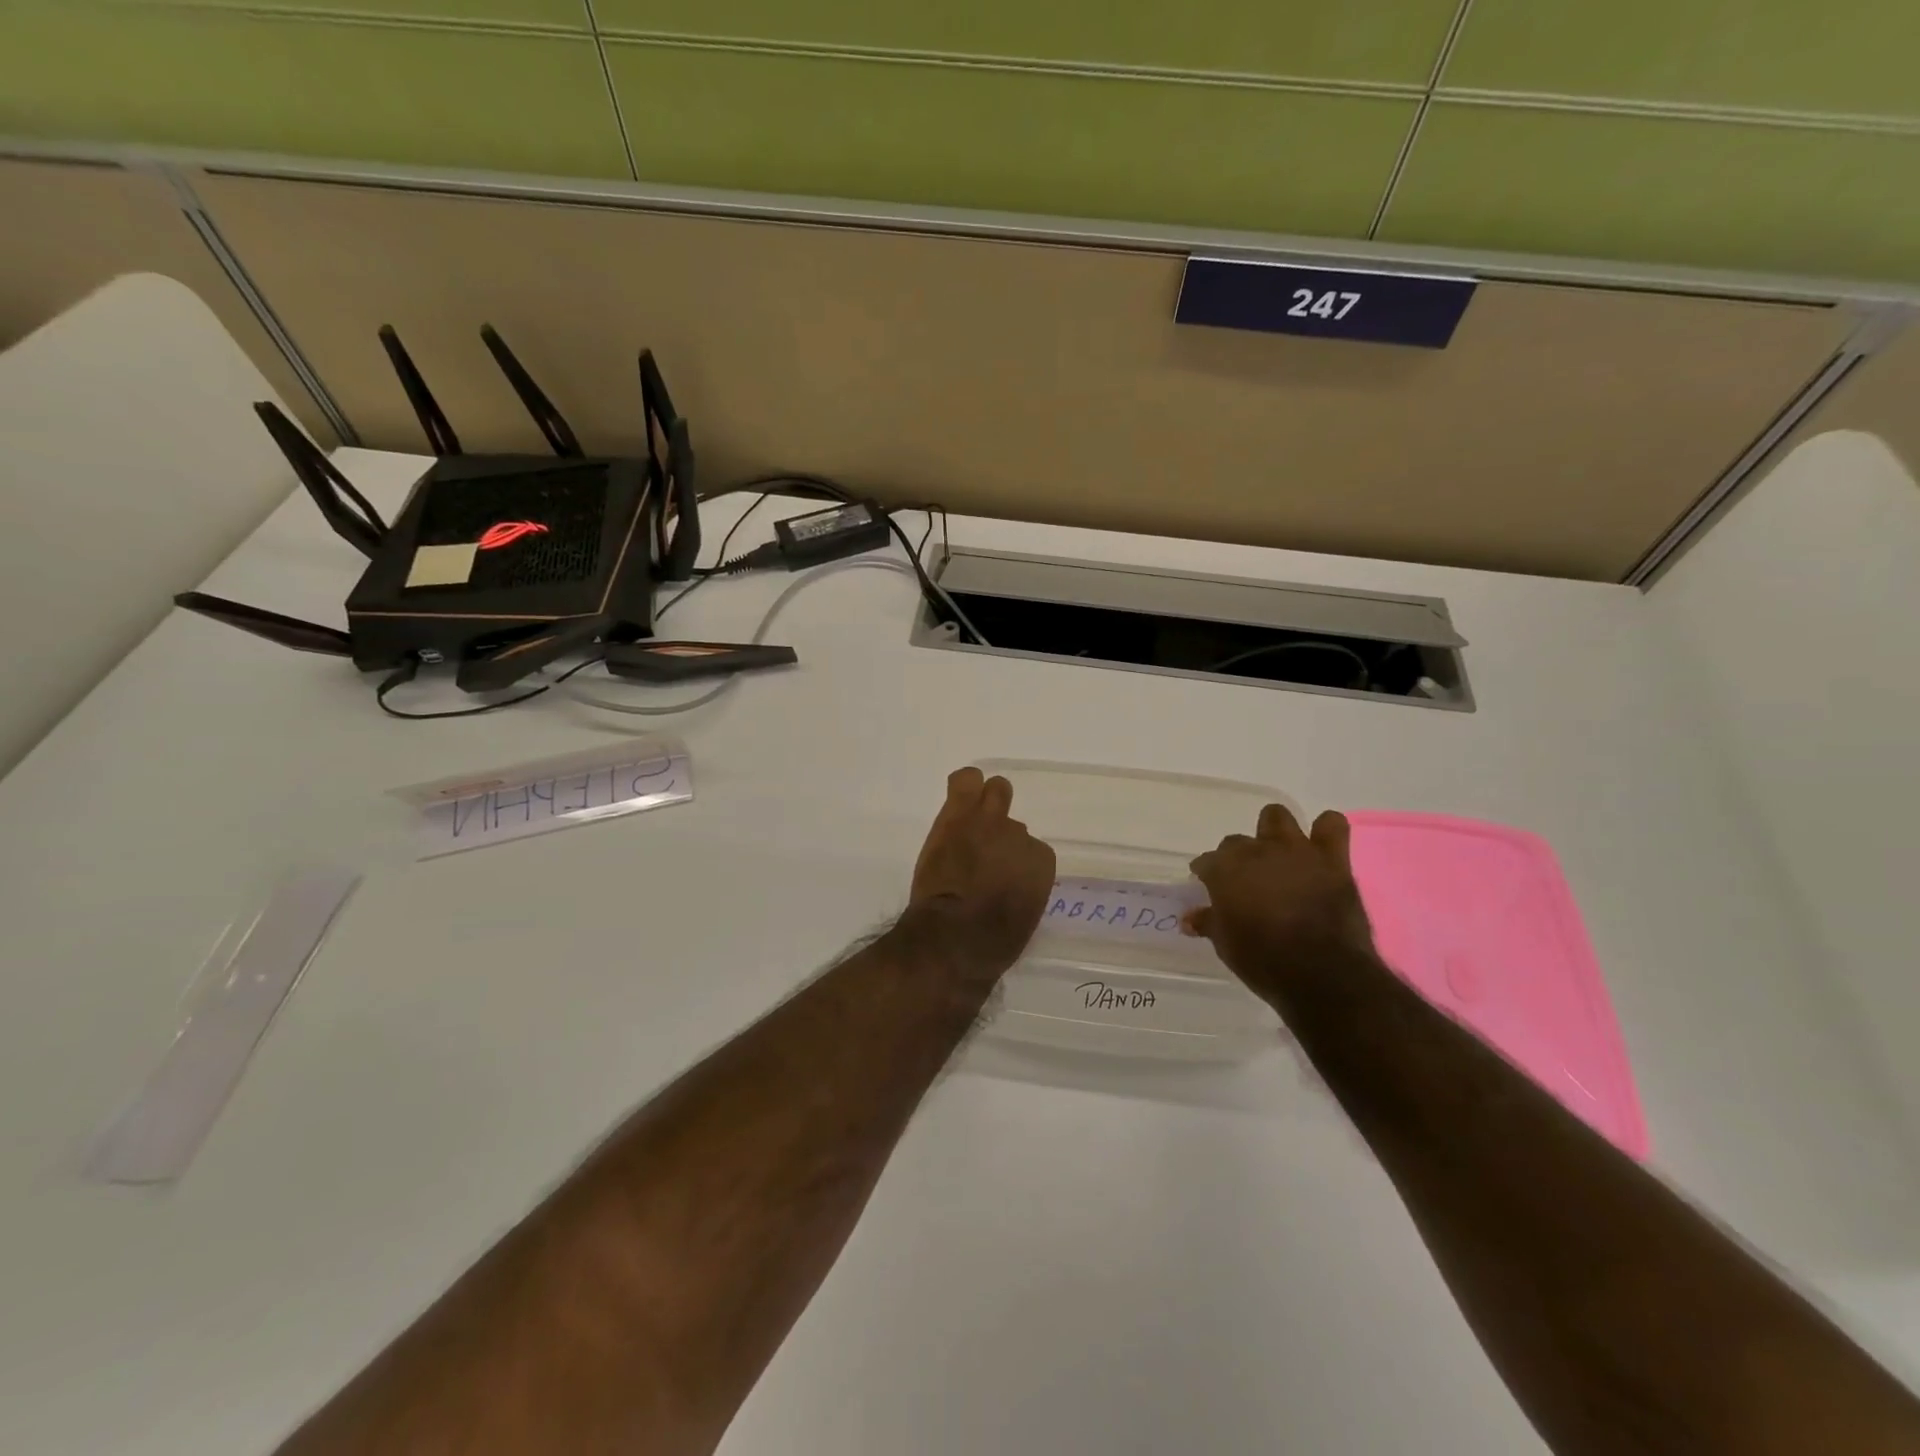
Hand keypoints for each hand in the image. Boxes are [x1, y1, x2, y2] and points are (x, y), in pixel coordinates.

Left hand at [906, 768, 1056, 979]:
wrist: (953, 936)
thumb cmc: (990, 943)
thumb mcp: (1023, 919)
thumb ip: (1022, 890)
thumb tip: (1009, 884)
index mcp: (1041, 864)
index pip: (1032, 852)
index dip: (1013, 864)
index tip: (999, 877)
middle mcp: (1021, 836)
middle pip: (1015, 823)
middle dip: (1001, 834)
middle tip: (984, 848)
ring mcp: (990, 821)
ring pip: (996, 791)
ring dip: (985, 804)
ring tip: (969, 820)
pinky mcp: (959, 814)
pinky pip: (965, 781)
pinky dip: (964, 786)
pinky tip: (959, 794)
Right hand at [1184, 805, 1375, 1001]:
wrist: (1324, 974)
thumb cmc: (1264, 961)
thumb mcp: (1226, 945)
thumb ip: (1209, 922)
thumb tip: (1190, 918)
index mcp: (1225, 869)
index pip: (1207, 862)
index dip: (1207, 875)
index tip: (1209, 888)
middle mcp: (1257, 851)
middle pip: (1237, 841)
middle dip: (1238, 857)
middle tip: (1245, 881)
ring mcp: (1296, 851)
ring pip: (1277, 816)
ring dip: (1274, 832)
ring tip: (1278, 854)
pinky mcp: (1332, 860)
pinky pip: (1331, 825)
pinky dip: (1324, 831)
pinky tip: (1320, 848)